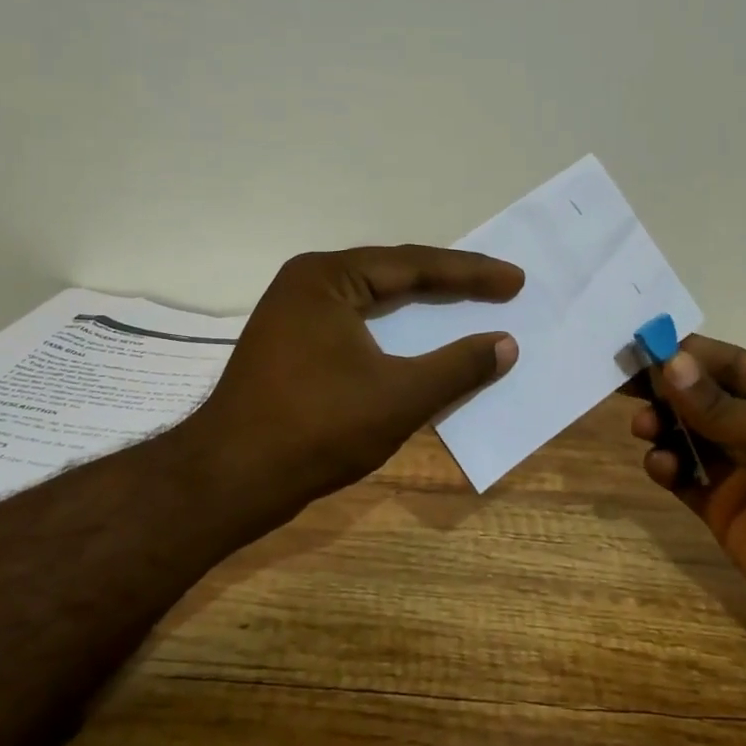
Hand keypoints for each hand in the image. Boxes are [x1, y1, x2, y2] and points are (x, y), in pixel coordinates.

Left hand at [187, 246, 521, 518]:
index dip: (471, 273)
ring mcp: (294, 316)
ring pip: (373, 301)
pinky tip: (417, 341)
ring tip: (466, 303)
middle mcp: (308, 284)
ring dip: (420, 306)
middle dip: (448, 283)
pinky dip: (394, 331)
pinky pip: (357, 325)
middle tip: (499, 287)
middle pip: (392, 275)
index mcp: (327, 277)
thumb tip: (506, 345)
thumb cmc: (317, 428)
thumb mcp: (399, 396)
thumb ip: (457, 367)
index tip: (515, 281)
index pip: (414, 265)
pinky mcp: (291, 347)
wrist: (231, 480)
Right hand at [630, 337, 745, 654]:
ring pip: (686, 435)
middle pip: (700, 397)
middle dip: (664, 388)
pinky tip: (662, 466)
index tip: (640, 345)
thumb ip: (724, 407)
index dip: (686, 353)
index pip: (727, 363)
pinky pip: (684, 477)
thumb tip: (670, 363)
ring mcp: (741, 471)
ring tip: (645, 428)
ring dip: (661, 425)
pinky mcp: (724, 510)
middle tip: (624, 385)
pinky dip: (665, 467)